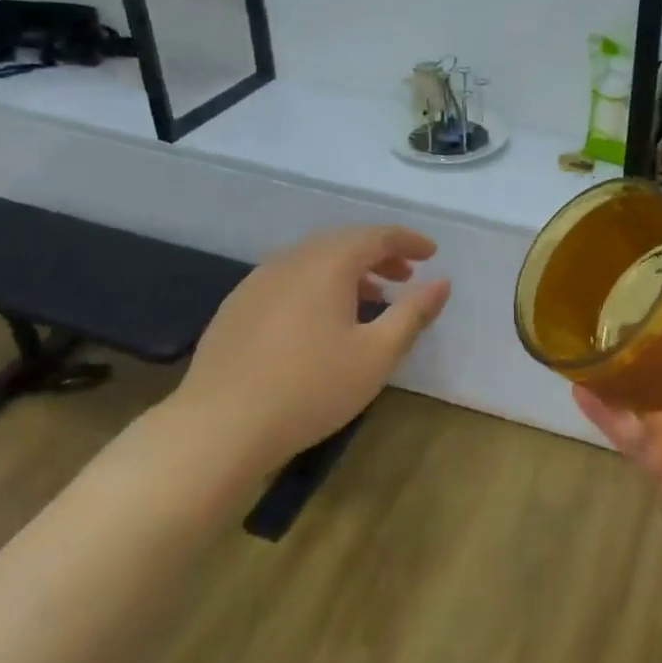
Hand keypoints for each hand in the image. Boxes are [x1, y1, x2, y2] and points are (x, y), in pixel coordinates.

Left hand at [165, 225, 450, 477]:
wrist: (219, 427)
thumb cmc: (311, 388)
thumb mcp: (376, 354)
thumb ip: (413, 313)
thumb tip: (442, 282)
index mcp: (327, 264)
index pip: (376, 235)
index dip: (408, 241)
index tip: (432, 254)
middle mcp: (290, 260)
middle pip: (343, 242)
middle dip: (379, 254)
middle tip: (405, 276)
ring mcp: (257, 282)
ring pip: (312, 261)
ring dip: (347, 271)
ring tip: (370, 299)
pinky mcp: (236, 307)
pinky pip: (288, 280)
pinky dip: (317, 286)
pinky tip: (320, 321)